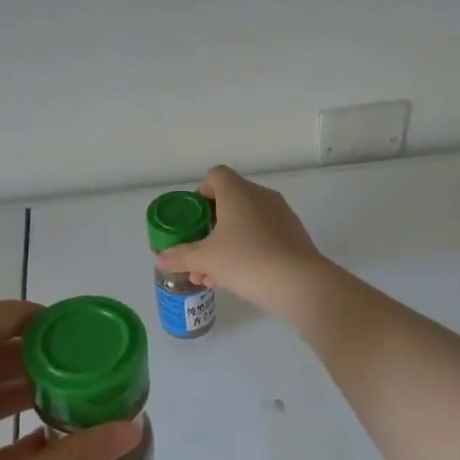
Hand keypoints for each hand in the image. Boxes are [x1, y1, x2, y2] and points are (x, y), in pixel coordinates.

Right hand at [153, 167, 327, 319]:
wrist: (299, 283)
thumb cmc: (246, 261)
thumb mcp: (205, 260)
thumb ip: (181, 256)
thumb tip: (160, 257)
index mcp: (238, 192)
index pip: (215, 176)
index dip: (200, 194)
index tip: (193, 220)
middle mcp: (261, 196)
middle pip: (229, 202)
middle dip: (209, 229)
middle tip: (197, 254)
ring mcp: (281, 215)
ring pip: (246, 223)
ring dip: (226, 244)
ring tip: (211, 276)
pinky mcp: (294, 235)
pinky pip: (263, 236)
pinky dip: (247, 250)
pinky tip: (237, 278)